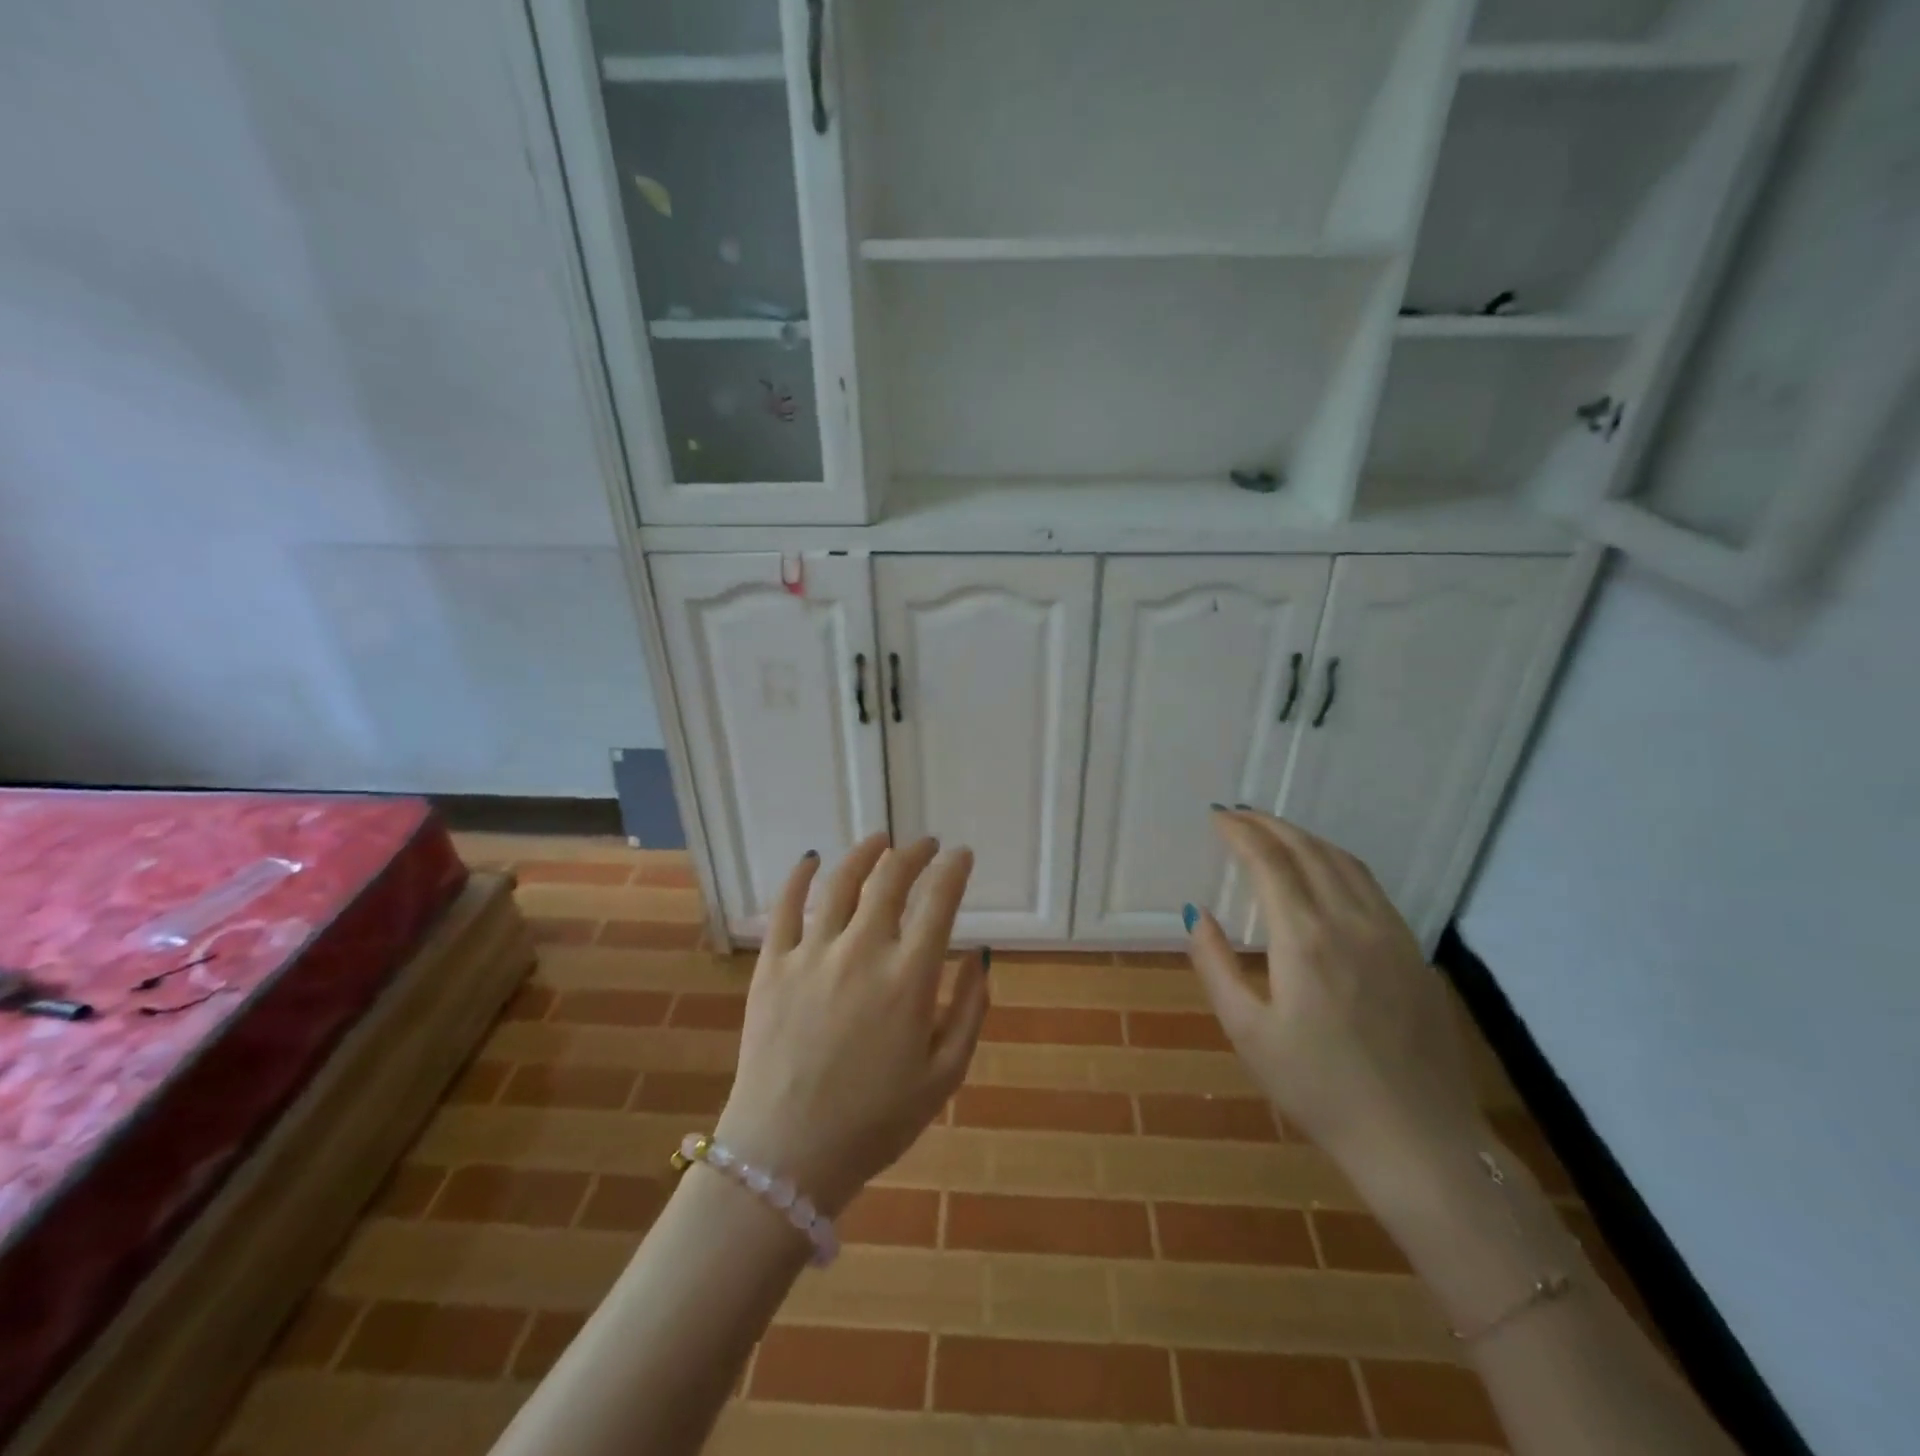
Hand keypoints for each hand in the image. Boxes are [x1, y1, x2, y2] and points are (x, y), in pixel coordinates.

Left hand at [713, 833, 987, 1215]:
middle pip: (891, 880)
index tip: (962, 855)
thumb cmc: (875, 1122)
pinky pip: (784, 907)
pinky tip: (811, 859)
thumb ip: (969, 1011)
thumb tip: (979, 956)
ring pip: (841, 882)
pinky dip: (799, 877)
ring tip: (880, 839)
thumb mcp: (944, 1076)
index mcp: (908, 978)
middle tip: (925, 845)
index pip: (938, 901)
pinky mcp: (772, 965)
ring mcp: (812, 954)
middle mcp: (862, 951)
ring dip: (865, 853)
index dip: (954, 870)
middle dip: (914, 854)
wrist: (785, 1156)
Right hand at [1184, 809, 1483, 1178]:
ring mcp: (1390, 933)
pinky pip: (1371, 886)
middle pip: (1308, 850)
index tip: (1216, 817)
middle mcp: (1351, 921)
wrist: (1420, 1141)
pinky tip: (1324, 872)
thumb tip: (1197, 912)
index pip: (1269, 861)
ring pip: (1345, 862)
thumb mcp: (1248, 1032)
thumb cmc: (1319, 1090)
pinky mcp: (1414, 952)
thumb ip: (1216, 965)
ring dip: (1305, 838)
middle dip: (1269, 825)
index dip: (1239, 833)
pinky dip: (1337, 861)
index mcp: (1305, 938)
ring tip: (1274, 833)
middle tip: (1238, 814)